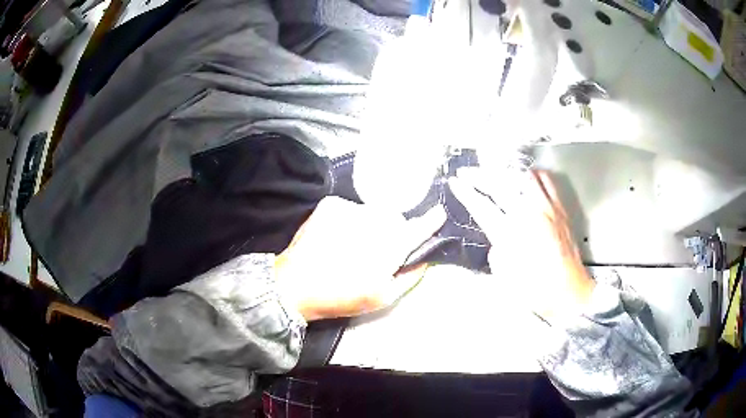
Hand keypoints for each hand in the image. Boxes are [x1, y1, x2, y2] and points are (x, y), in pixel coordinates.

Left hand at [276, 197, 445, 320]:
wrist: (296, 285)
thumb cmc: (342, 296)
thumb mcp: (382, 298)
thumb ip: (410, 277)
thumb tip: (425, 260)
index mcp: (390, 247)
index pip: (419, 229)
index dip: (431, 221)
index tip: (439, 213)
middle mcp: (374, 222)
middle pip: (394, 220)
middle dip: (391, 232)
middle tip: (374, 251)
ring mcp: (351, 209)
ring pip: (371, 213)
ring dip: (369, 225)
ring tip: (351, 245)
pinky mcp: (331, 204)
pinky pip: (351, 208)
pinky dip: (349, 220)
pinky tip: (336, 236)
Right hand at [449, 169, 594, 321]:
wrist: (570, 293)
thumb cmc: (537, 291)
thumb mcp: (504, 276)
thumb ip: (496, 250)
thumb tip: (497, 236)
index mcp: (512, 234)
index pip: (482, 205)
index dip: (465, 192)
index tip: (455, 182)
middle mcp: (530, 215)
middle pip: (499, 184)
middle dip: (478, 175)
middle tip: (467, 172)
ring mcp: (548, 209)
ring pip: (523, 176)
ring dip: (504, 172)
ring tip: (494, 173)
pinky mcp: (561, 210)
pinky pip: (547, 182)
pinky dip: (533, 175)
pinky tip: (527, 178)